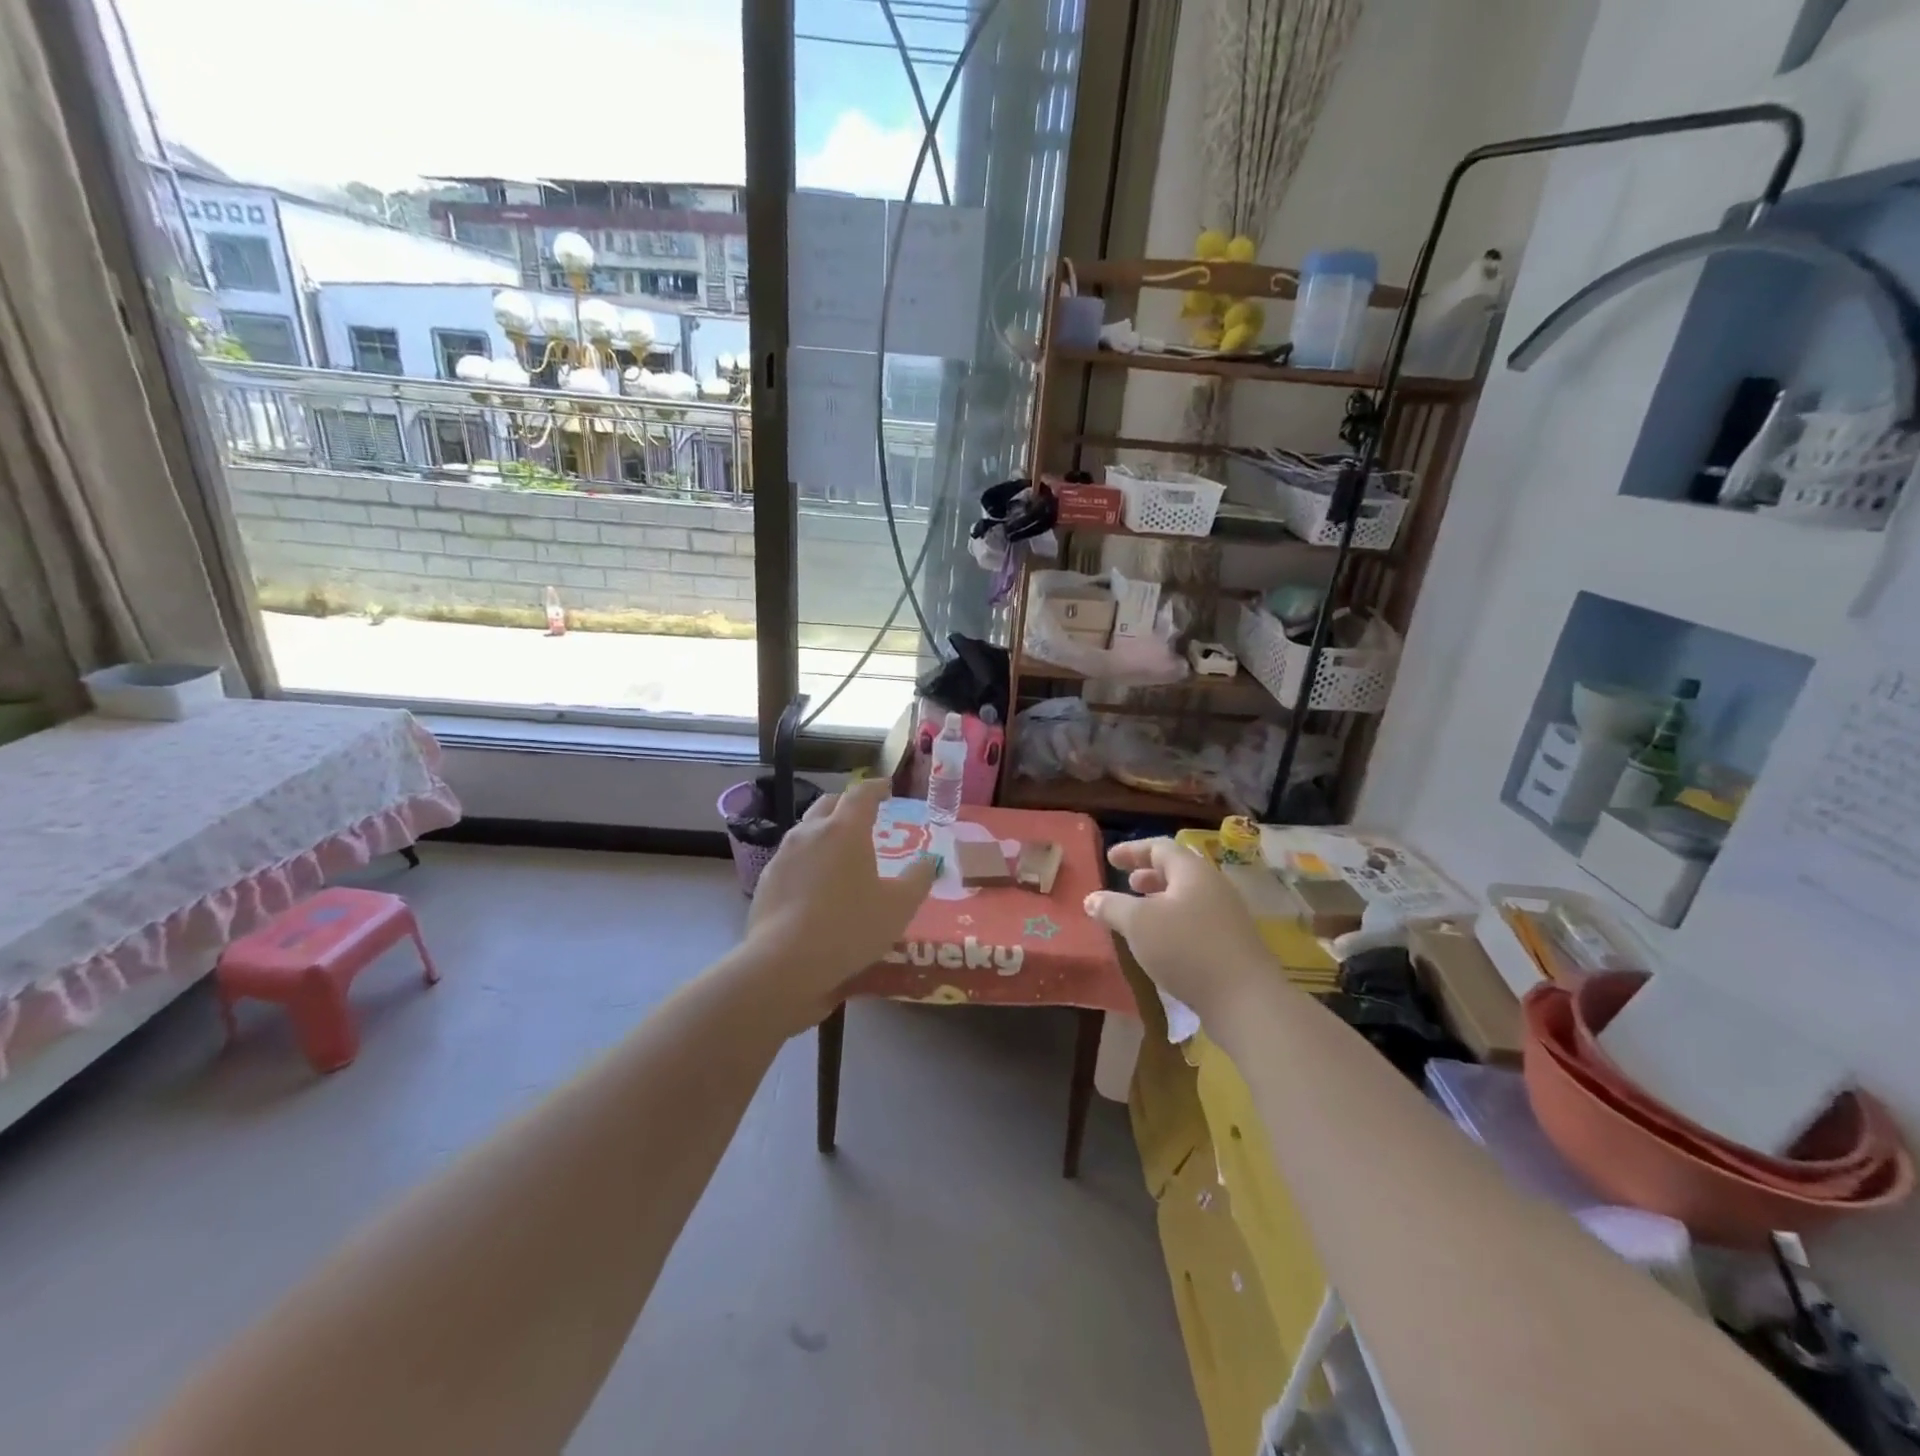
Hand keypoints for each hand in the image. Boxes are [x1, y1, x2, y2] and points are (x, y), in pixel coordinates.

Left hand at [744, 778, 936, 1022]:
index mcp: (845, 829)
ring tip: (840, 850)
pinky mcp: (767, 881)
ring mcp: (783, 856)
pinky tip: (816, 883)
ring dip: (825, 831)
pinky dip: (809, 860)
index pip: (861, 793)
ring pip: (806, 830)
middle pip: (828, 804)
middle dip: (847, 804)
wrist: (785, 963)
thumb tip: (929, 861)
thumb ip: (918, 879)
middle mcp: (810, 833)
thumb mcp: (899, 907)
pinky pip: (792, 859)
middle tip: (863, 815)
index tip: (886, 787)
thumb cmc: (850, 928)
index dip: (876, 787)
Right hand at [1083, 838, 1276, 1023]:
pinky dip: (1174, 922)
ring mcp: (1227, 916)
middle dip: (1149, 875)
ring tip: (1140, 914)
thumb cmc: (1187, 949)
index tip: (1110, 858)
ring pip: (1188, 898)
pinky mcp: (1232, 945)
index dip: (1132, 850)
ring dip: (1161, 901)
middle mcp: (1214, 887)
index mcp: (1192, 872)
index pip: (1160, 848)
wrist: (1246, 1001)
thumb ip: (1112, 907)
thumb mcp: (1138, 924)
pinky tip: (1161, 944)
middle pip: (1178, 871)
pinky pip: (1197, 921)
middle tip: (1127, 883)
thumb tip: (1091, 898)